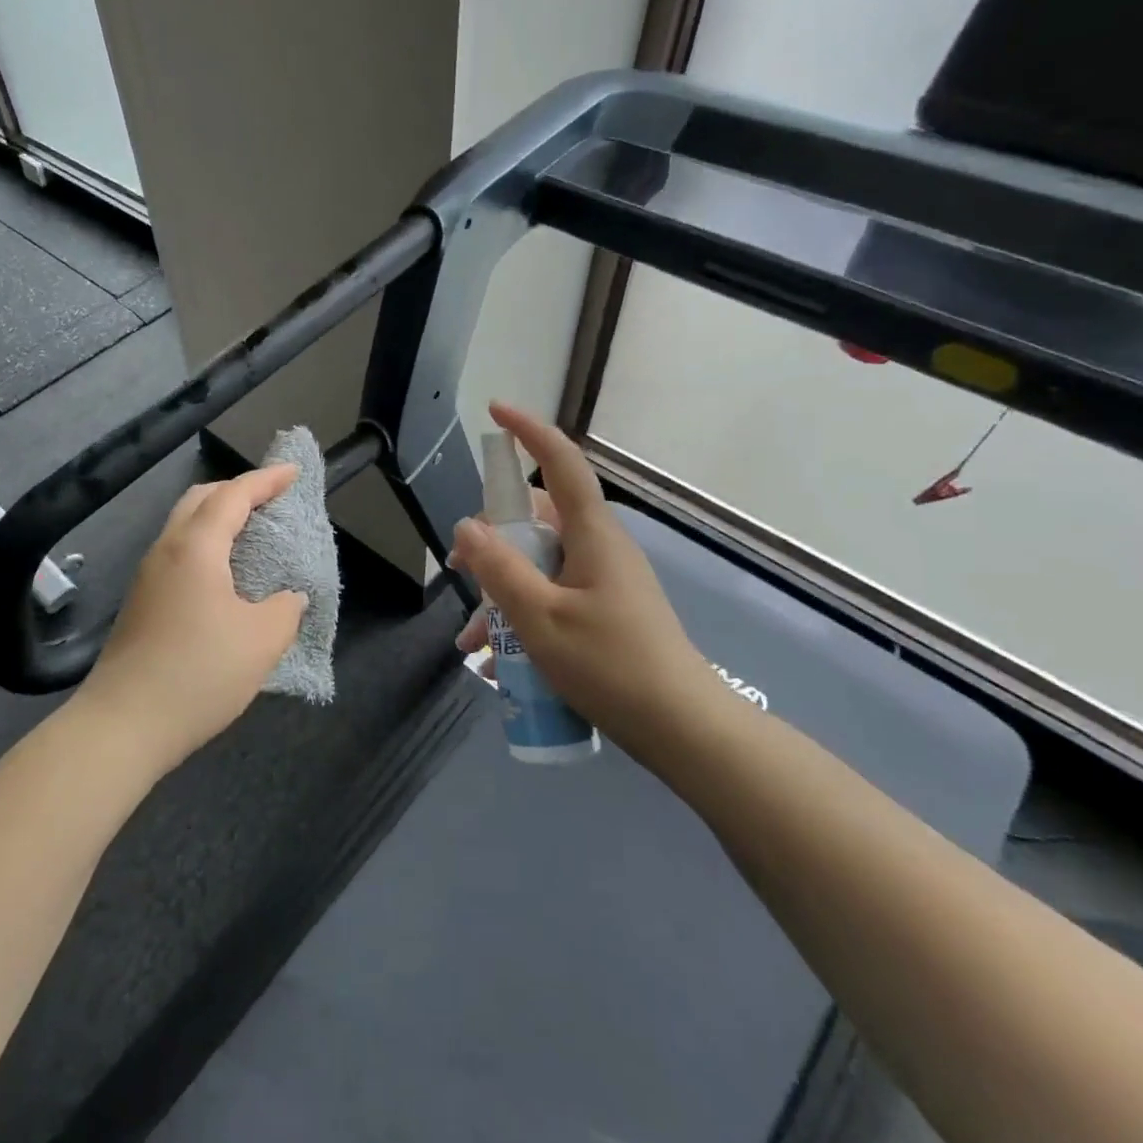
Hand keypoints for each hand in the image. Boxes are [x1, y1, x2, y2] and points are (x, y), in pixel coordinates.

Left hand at [76, 466, 309, 773]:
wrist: (122, 725)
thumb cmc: (198, 673)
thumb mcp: (261, 641)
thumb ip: (285, 609)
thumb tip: (289, 597)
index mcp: (195, 547)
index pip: (234, 495)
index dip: (266, 480)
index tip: (293, 471)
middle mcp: (166, 550)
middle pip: (201, 499)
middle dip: (237, 490)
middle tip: (271, 500)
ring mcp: (147, 576)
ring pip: (184, 525)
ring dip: (218, 518)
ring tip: (251, 533)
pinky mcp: (141, 602)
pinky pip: (178, 552)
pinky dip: (206, 544)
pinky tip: (224, 574)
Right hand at [449, 403, 715, 741]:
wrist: (682, 731)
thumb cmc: (611, 666)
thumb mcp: (542, 619)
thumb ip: (501, 570)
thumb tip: (467, 527)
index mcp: (591, 534)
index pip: (560, 462)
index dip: (528, 430)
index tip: (494, 411)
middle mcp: (598, 547)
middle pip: (535, 520)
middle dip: (492, 542)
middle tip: (460, 573)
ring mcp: (602, 580)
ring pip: (538, 565)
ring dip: (501, 593)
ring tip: (473, 640)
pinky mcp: (603, 609)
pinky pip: (552, 595)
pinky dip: (522, 616)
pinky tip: (500, 662)